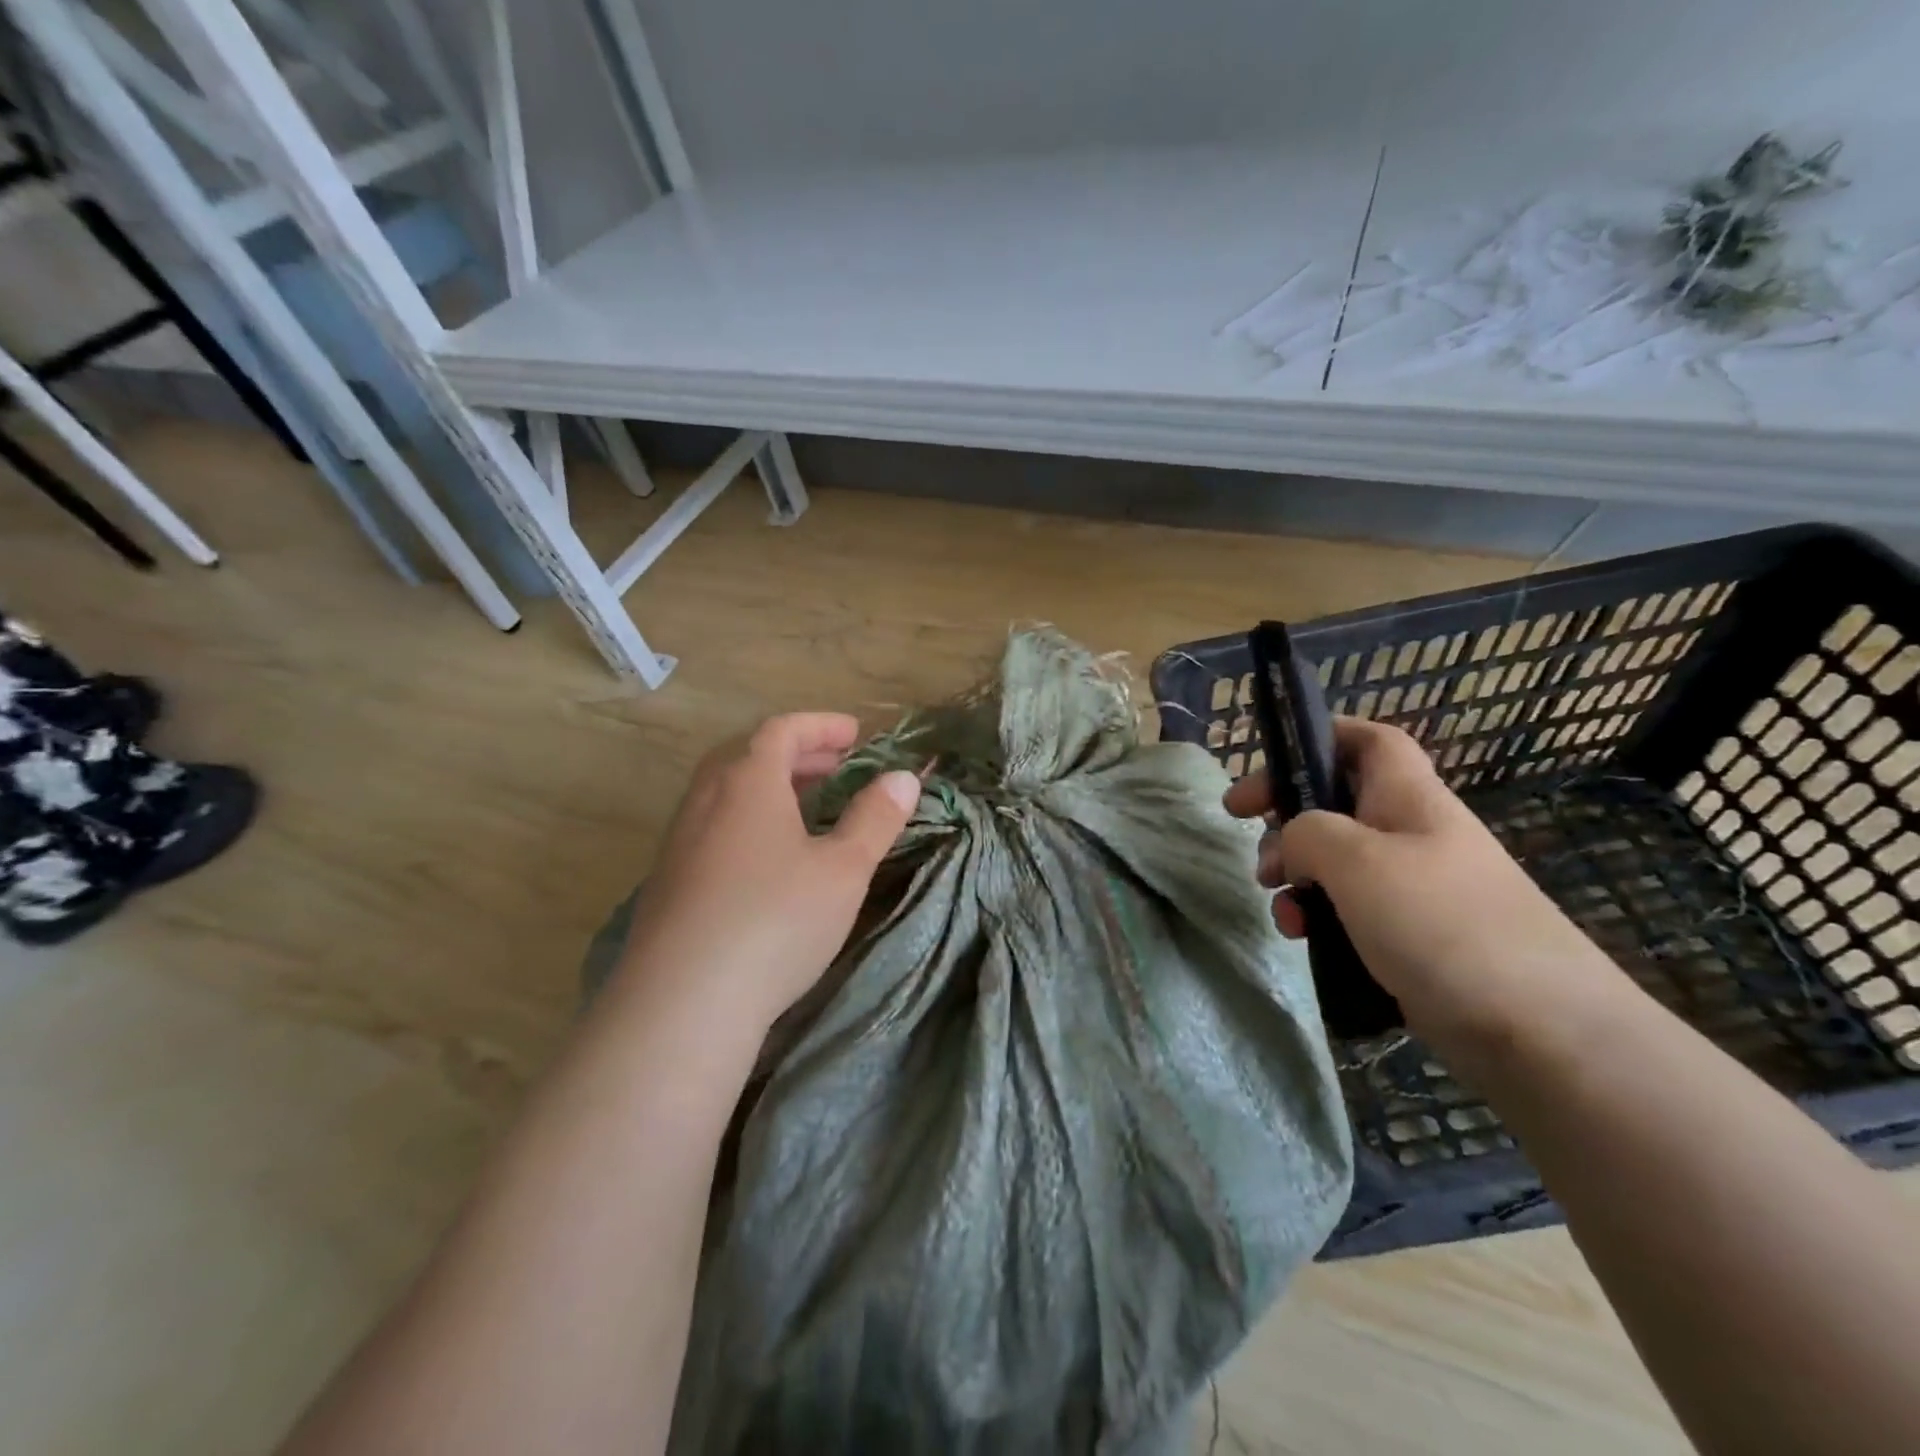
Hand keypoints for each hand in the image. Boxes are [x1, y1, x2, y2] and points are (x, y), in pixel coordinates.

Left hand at [614, 713, 920, 1037]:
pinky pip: (713, 828)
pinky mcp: (667, 882)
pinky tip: (768, 860)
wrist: (683, 1002)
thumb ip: (875, 818)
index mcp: (748, 781)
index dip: (822, 726)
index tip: (856, 734)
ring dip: (770, 788)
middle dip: (798, 755)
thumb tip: (903, 777)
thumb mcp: (843, 869)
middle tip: (836, 768)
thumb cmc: (776, 919)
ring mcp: (680, 842)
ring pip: (727, 794)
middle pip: (749, 756)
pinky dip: (747, 822)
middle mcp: (707, 800)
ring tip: (807, 810)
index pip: (783, 730)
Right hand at [1225, 717, 1605, 1051]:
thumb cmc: (1441, 923)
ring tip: (1280, 907)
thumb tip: (1292, 842)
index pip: (1369, 740)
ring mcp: (1417, 888)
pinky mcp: (1415, 937)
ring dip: (1297, 877)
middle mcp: (1414, 834)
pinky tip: (1304, 939)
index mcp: (1409, 798)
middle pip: (1340, 804)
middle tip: (1251, 845)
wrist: (1541, 1031)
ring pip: (1339, 862)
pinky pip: (1353, 910)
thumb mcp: (1356, 860)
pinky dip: (1320, 916)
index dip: (1321, 735)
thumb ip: (1306, 832)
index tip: (1270, 760)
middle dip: (1288, 820)